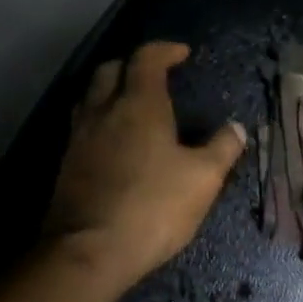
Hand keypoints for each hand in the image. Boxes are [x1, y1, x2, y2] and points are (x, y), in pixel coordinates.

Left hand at [42, 42, 246, 290]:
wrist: (89, 251)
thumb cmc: (153, 207)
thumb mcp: (203, 179)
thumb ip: (222, 148)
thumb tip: (236, 128)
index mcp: (139, 105)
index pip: (147, 59)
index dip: (165, 50)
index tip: (182, 53)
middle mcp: (103, 111)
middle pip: (110, 70)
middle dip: (132, 66)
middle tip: (154, 77)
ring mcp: (79, 138)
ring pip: (90, 97)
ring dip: (110, 92)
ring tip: (131, 106)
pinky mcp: (66, 165)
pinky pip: (82, 127)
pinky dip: (100, 121)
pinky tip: (113, 142)